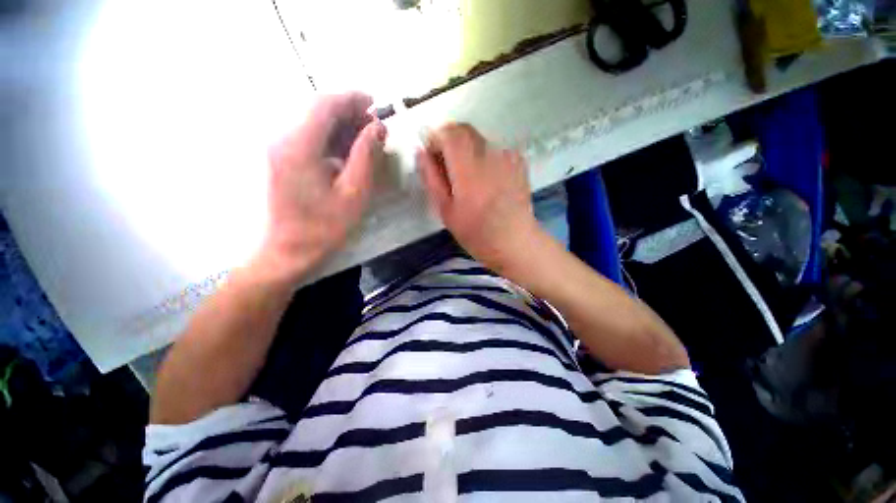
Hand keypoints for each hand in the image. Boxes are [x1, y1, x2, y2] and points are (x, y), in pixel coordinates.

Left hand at [254, 93, 386, 284]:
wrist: (290, 251)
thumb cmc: (326, 227)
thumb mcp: (354, 192)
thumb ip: (366, 156)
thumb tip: (378, 127)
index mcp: (300, 146)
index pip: (325, 105)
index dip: (352, 99)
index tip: (375, 103)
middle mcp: (285, 141)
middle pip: (318, 112)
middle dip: (350, 114)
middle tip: (376, 128)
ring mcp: (281, 151)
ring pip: (315, 125)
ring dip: (342, 127)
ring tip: (368, 140)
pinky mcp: (283, 162)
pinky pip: (310, 140)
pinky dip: (332, 140)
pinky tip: (349, 153)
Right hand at [417, 123, 542, 272]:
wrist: (516, 241)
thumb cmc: (477, 233)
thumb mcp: (446, 210)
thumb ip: (432, 178)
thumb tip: (421, 152)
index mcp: (468, 168)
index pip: (449, 132)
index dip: (436, 138)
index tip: (432, 156)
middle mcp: (489, 154)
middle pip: (464, 130)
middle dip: (450, 142)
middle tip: (447, 168)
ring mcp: (507, 156)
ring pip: (479, 139)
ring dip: (467, 151)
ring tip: (468, 179)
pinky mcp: (518, 162)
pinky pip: (494, 149)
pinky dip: (484, 157)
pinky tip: (487, 181)